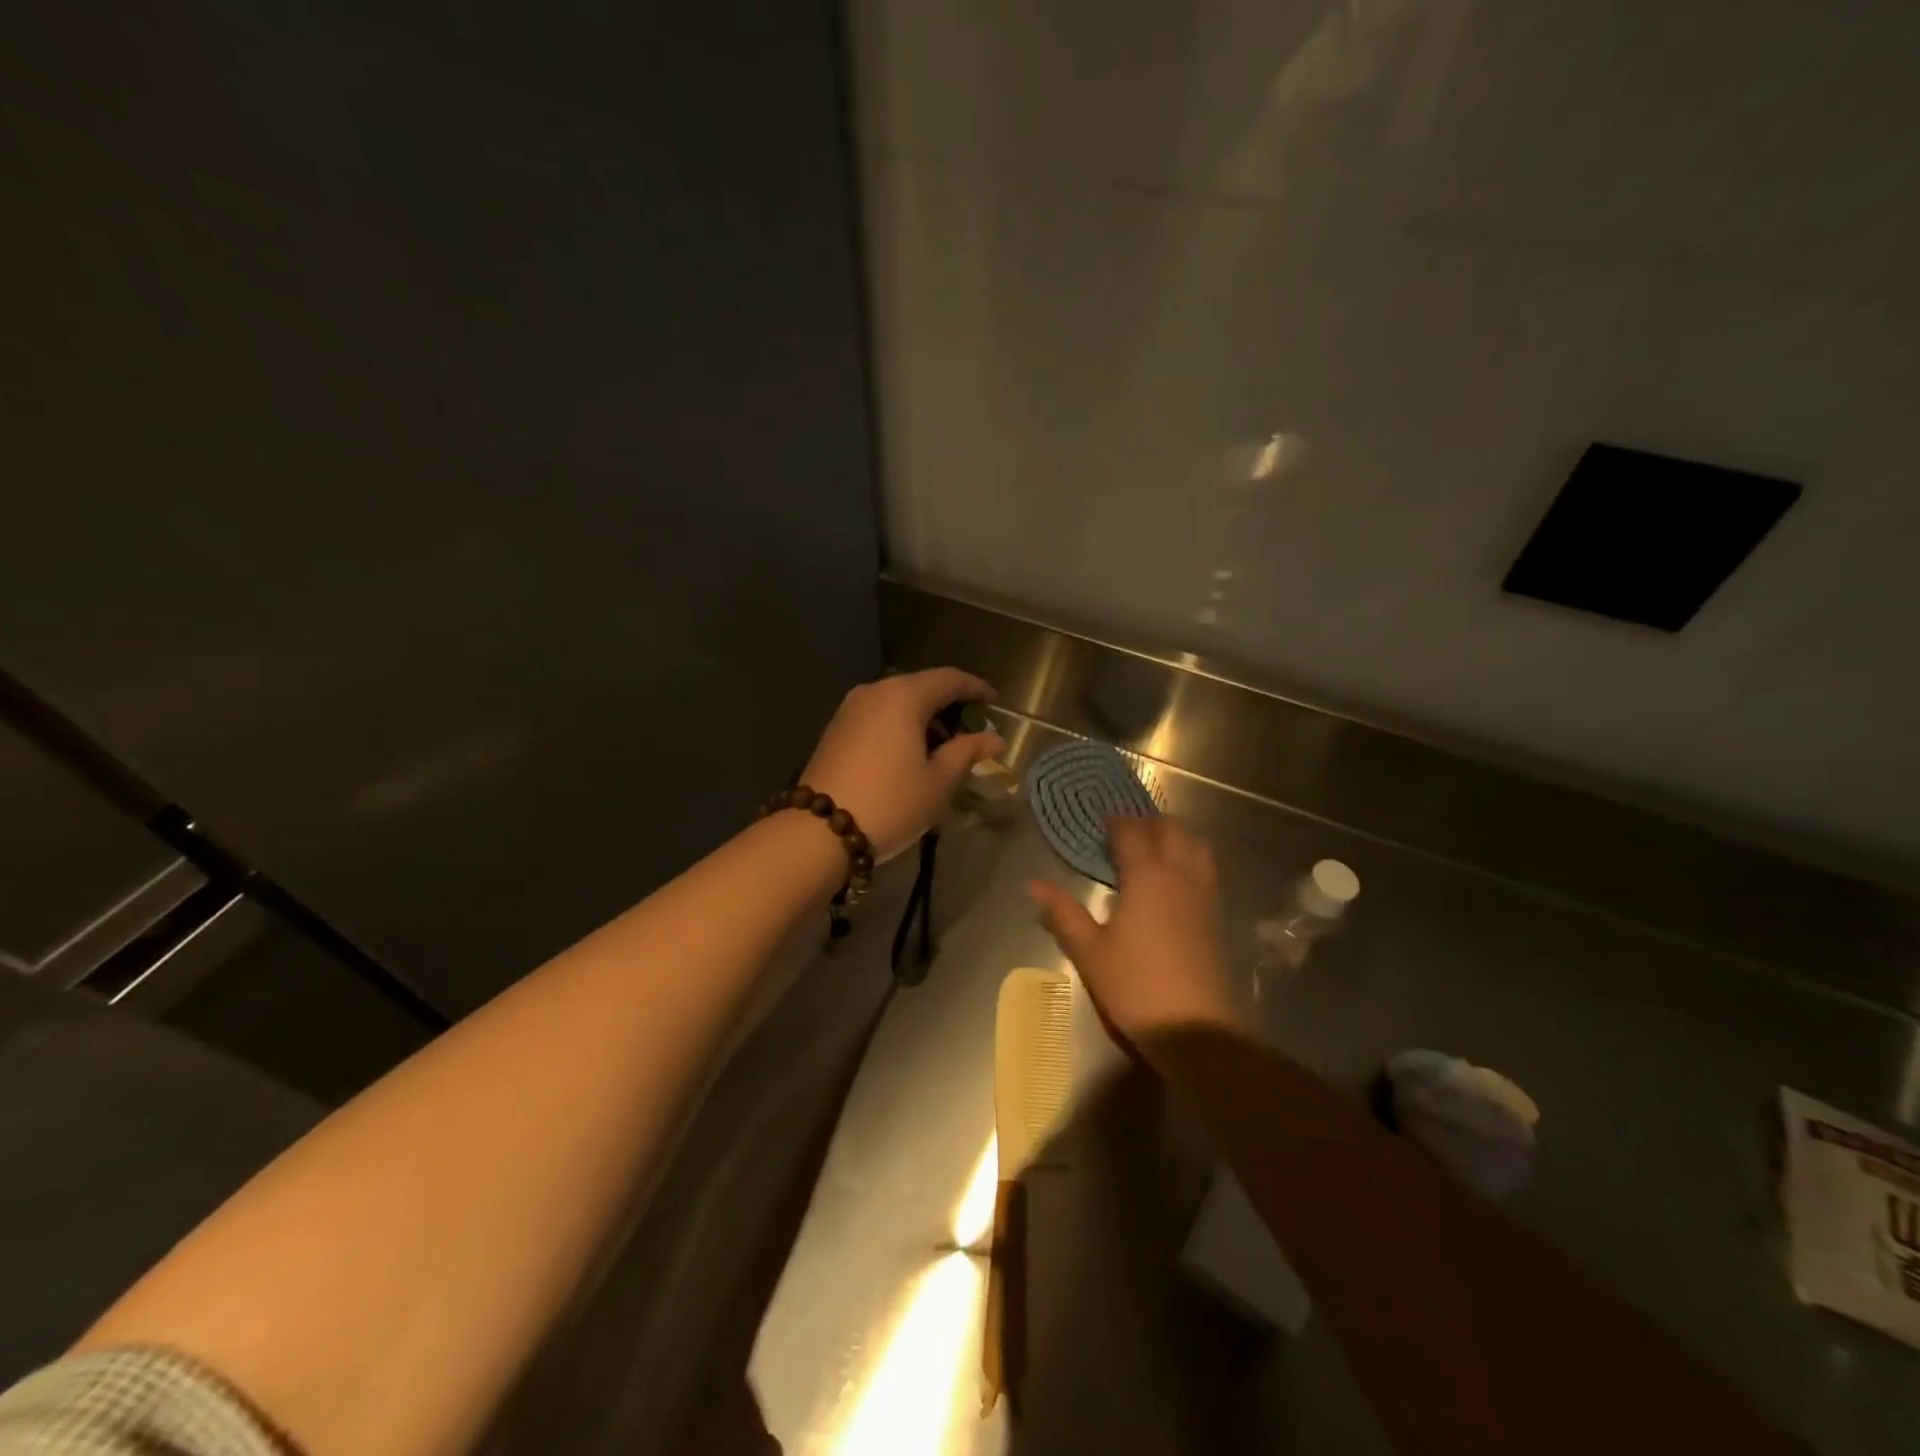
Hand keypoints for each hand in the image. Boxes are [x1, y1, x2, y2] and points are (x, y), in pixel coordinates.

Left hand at [802, 668, 1005, 861]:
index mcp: (904, 695)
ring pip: (898, 701)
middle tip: (972, 730)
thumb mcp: (938, 781)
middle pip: (922, 686)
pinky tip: (911, 753)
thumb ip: (968, 752)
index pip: (950, 679)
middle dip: (950, 704)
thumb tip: (995, 738)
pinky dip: (901, 726)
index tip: (995, 702)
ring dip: (924, 717)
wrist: (820, 831)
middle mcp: (875, 691)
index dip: (976, 688)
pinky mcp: (836, 728)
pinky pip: (879, 715)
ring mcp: (850, 708)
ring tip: (944, 748)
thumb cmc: (891, 802)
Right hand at [1028, 816, 1242, 1045]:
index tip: (1101, 823)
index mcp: (1146, 877)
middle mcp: (1179, 875)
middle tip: (1123, 835)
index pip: (1132, 832)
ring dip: (1175, 836)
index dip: (1116, 822)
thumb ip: (1063, 913)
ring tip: (1152, 850)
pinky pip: (1206, 868)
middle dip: (1147, 822)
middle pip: (1171, 828)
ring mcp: (1204, 894)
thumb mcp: (1090, 952)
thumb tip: (1034, 884)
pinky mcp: (1217, 915)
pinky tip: (1173, 882)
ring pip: (1196, 844)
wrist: (1197, 1029)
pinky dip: (1190, 858)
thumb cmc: (1136, 987)